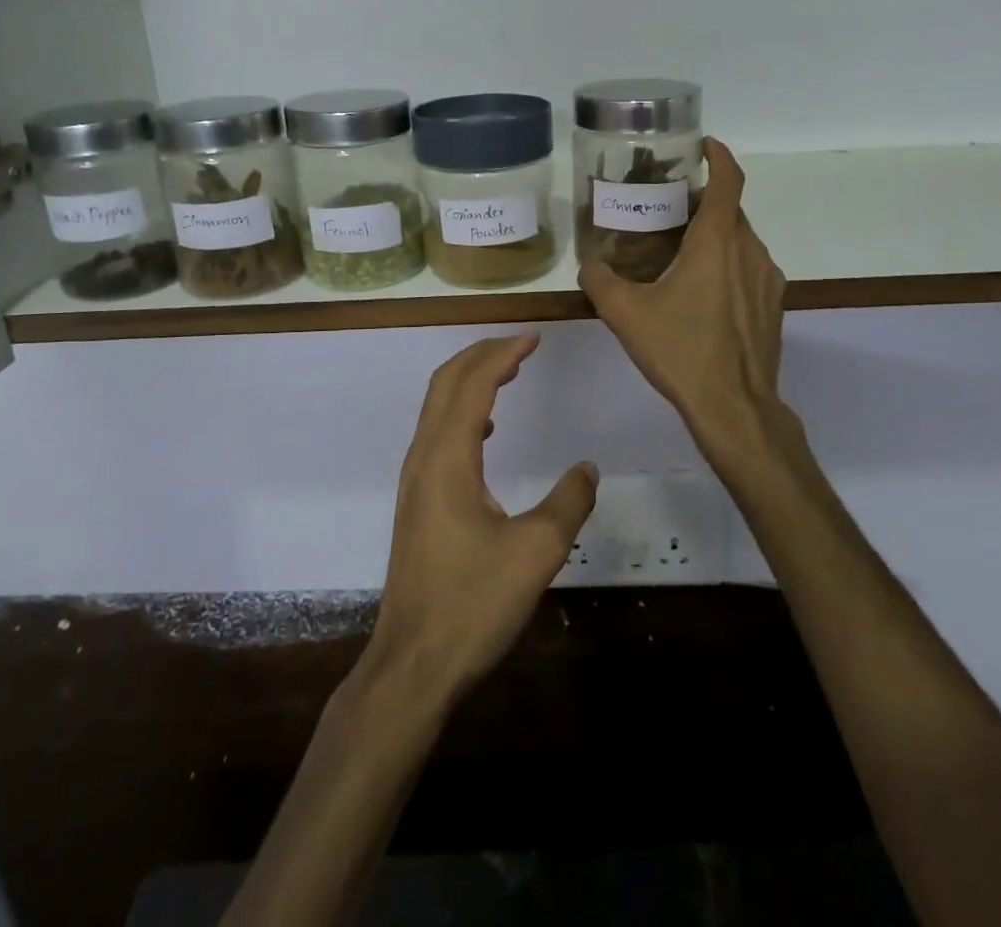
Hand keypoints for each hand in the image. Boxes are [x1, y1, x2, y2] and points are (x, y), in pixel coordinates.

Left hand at [360, 333, 597, 707]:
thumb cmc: (472, 604)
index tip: (534, 337)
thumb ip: (568, 502)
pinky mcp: (416, 501)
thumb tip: (587, 468)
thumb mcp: (536, 552)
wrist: (413, 664)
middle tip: (522, 345)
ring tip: (508, 374)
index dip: (504, 354)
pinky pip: (437, 434)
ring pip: (437, 408)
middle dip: (482, 355)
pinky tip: (486, 430)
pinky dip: (462, 412)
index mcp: (448, 457)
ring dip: (470, 381)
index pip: (473, 383)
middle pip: (446, 384)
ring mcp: (415, 479)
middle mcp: (424, 457)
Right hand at [580, 138, 797, 479]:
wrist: (734, 407)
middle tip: (670, 205)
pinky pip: (750, 267)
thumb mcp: (626, 314)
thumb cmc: (681, 351)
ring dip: (716, 234)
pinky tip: (702, 291)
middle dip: (705, 199)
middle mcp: (749, 250)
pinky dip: (728, 262)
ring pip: (741, 239)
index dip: (719, 156)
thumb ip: (600, 281)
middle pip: (731, 209)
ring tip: (681, 249)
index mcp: (717, 242)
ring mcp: (767, 279)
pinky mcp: (773, 305)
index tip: (703, 145)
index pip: (728, 180)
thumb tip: (588, 264)